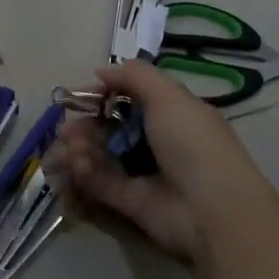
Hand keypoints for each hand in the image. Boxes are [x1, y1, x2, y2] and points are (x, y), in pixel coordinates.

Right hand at [46, 60, 266, 263]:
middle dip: (87, 125)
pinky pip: (103, 183)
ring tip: (70, 147)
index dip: (106, 96)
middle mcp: (159, 142)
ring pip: (104, 155)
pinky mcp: (131, 202)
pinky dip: (87, 172)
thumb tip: (103, 71)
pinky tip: (77, 164)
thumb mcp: (168, 96)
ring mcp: (145, 174)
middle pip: (113, 129)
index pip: (133, 99)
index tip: (81, 96)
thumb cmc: (193, 142)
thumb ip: (135, 77)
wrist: (211, 208)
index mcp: (174, 114)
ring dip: (82, 148)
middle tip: (66, 128)